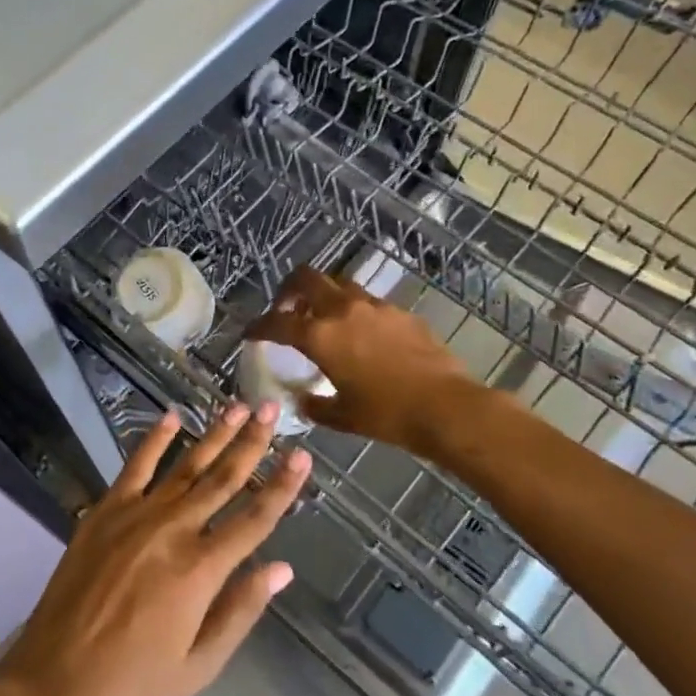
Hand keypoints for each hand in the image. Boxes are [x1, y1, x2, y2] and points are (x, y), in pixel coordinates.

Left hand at [0, 404, 309, 695]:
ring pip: (186, 466)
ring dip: (214, 434)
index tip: (303, 455)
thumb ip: (241, 611)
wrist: (54, 682)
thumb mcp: (200, 665)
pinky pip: (135, 467)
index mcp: (201, 570)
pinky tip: (172, 417)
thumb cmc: (133, 684)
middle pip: (223, 479)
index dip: (282, 487)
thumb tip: (282, 568)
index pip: (254, 519)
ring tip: (237, 406)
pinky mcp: (104, 512)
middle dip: (252, 442)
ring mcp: (136, 516)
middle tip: (271, 408)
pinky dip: (154, 440)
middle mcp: (174, 531)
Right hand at [246, 267, 478, 452]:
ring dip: (324, 295)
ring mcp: (375, 306)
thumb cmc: (387, 415)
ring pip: (339, 283)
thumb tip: (303, 400)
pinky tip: (363, 334)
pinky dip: (355, 310)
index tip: (251, 333)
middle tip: (286, 308)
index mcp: (320, 336)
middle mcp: (343, 311)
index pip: (277, 323)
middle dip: (288, 289)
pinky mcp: (401, 312)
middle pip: (306, 278)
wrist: (445, 407)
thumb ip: (316, 405)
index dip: (258, 326)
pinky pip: (368, 301)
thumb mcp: (343, 416)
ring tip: (324, 318)